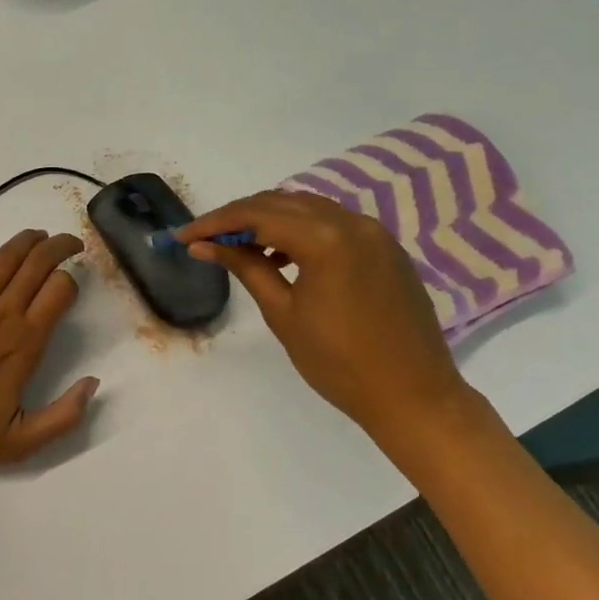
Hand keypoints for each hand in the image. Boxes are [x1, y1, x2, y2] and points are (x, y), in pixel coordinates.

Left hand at [0, 226, 98, 472]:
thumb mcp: (21, 443)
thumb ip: (64, 416)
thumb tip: (93, 383)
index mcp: (24, 343)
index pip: (60, 291)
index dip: (72, 281)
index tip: (74, 284)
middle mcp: (1, 314)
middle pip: (38, 264)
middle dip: (60, 247)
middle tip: (71, 244)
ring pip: (5, 257)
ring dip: (27, 239)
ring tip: (40, 235)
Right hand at [174, 191, 482, 443]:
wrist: (415, 397)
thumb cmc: (340, 363)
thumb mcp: (283, 314)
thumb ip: (245, 268)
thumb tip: (203, 245)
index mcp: (326, 239)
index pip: (257, 215)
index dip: (215, 222)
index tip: (183, 235)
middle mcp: (352, 222)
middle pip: (282, 202)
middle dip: (239, 216)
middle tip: (205, 238)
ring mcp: (375, 233)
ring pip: (308, 208)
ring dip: (270, 219)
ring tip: (239, 246)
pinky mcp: (386, 247)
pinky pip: (333, 223)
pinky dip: (301, 230)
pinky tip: (282, 255)